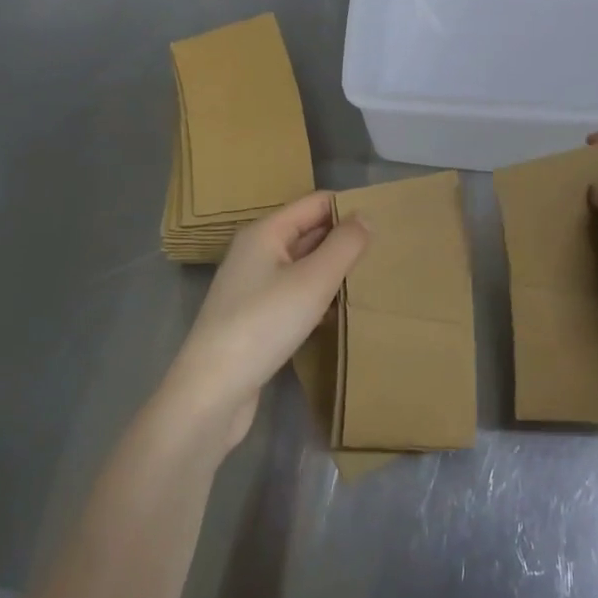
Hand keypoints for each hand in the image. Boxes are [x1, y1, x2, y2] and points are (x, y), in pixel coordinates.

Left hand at [159, 193, 366, 450]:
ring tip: (370, 279)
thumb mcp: (314, 280)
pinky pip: (294, 294)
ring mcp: (252, 287)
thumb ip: (345, 244)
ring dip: (332, 270)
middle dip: (343, 239)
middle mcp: (255, 252)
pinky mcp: (254, 318)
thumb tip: (366, 216)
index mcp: (265, 232)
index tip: (385, 223)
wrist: (211, 393)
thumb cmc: (264, 324)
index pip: (315, 203)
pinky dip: (318, 297)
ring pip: (302, 265)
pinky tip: (341, 312)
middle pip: (308, 232)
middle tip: (385, 252)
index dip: (348, 208)